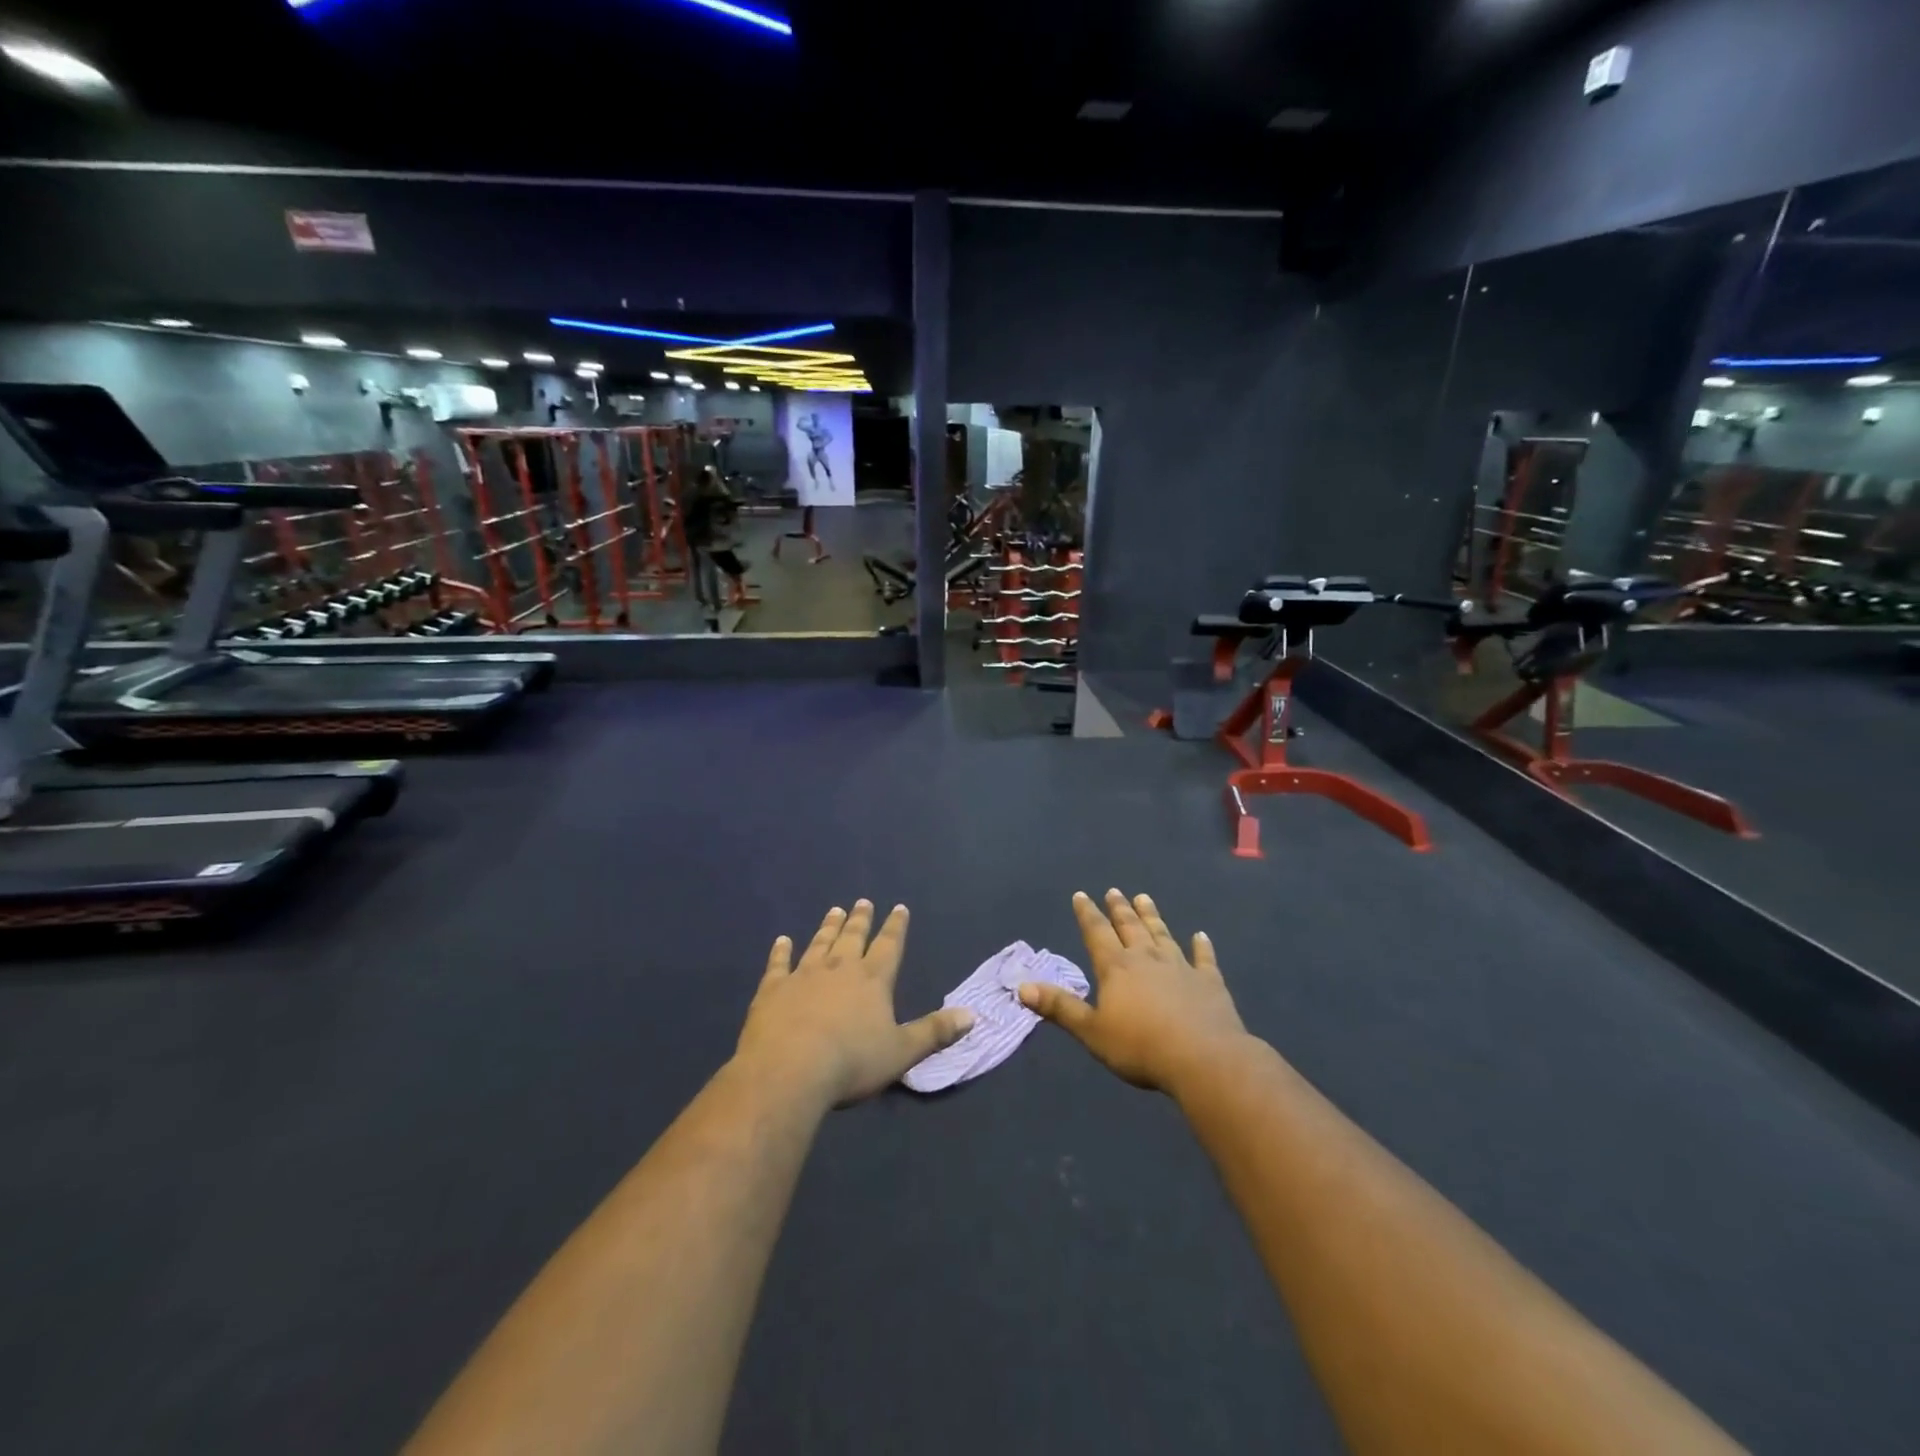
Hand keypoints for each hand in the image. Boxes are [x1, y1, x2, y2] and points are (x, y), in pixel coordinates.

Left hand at [735, 901, 974, 1106]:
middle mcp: (839, 969)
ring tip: (834, 910)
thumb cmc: (852, 1063)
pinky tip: (782, 940)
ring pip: (819, 944)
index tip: (899, 907)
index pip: (889, 945)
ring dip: (828, 927)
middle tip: (862, 902)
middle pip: (853, 937)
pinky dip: (781, 951)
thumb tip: (972, 1014)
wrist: (789, 1071)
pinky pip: (778, 964)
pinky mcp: (772, 990)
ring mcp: (803, 976)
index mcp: (873, 980)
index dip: (896, 927)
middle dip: (860, 919)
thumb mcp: (902, 1051)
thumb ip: (935, 1031)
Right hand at [1020, 889, 1249, 1092]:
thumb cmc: (1140, 1046)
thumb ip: (1059, 1007)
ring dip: (1152, 917)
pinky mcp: (1209, 982)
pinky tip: (1201, 936)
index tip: (1080, 894)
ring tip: (1144, 897)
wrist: (1203, 1058)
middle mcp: (1147, 958)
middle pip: (1130, 927)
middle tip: (1114, 891)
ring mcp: (1181, 967)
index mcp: (1116, 967)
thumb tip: (1022, 986)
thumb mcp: (1091, 1031)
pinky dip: (1202, 946)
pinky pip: (1203, 959)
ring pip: (1162, 935)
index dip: (1087, 914)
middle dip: (1119, 909)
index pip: (1097, 933)